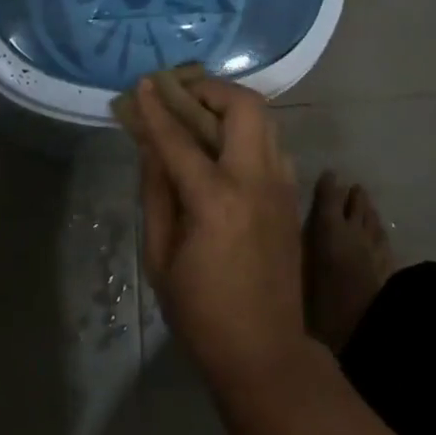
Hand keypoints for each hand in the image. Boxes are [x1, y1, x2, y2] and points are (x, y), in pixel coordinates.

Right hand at [136, 78, 310, 390]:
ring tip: (202, 113)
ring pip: (264, 118)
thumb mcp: (161, 258)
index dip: (158, 108)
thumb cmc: (202, 312)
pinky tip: (227, 149)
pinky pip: (272, 143)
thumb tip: (150, 147)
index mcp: (216, 200)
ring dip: (232, 105)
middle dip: (211, 89)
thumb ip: (156, 194)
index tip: (144, 83)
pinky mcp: (292, 194)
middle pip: (244, 106)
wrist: (265, 351)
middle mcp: (255, 180)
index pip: (180, 138)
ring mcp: (281, 184)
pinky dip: (249, 132)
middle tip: (184, 93)